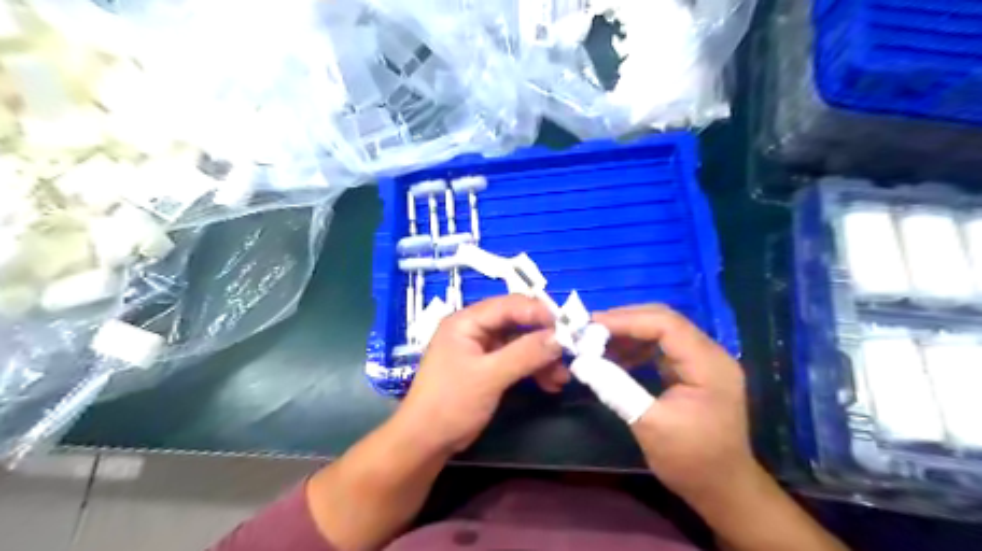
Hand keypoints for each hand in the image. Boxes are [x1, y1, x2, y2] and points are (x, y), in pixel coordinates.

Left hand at [395, 295, 563, 453]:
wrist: (425, 442)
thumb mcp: (489, 376)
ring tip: (562, 377)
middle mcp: (475, 329)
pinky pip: (516, 360)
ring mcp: (481, 349)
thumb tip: (561, 338)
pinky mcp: (487, 368)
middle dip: (544, 338)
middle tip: (569, 353)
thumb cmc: (451, 403)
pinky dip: (533, 369)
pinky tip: (550, 384)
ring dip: (542, 357)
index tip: (568, 328)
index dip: (540, 313)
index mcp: (467, 321)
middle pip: (517, 322)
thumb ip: (525, 354)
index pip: (509, 305)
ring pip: (520, 343)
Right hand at [586, 305, 752, 502]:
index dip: (627, 320)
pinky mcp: (693, 370)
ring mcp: (703, 361)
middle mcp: (710, 354)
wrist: (722, 489)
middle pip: (665, 320)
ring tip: (597, 342)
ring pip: (662, 331)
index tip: (591, 325)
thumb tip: (581, 362)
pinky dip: (637, 348)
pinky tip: (615, 357)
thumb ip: (616, 388)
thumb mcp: (649, 424)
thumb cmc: (691, 460)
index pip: (667, 324)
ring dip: (629, 333)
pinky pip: (662, 347)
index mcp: (708, 364)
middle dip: (625, 321)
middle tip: (589, 329)